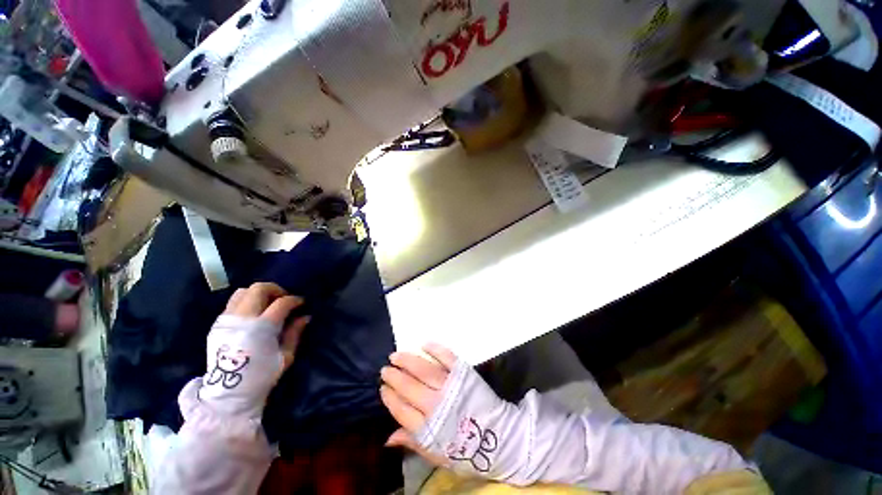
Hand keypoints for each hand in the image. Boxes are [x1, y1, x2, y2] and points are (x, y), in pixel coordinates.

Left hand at [199, 282, 309, 417]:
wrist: (227, 394)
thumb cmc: (261, 376)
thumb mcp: (285, 356)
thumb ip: (295, 333)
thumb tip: (305, 316)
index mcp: (262, 328)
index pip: (281, 303)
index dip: (294, 300)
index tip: (301, 303)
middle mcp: (243, 319)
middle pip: (259, 289)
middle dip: (276, 290)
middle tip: (283, 299)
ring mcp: (227, 320)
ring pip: (243, 291)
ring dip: (259, 294)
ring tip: (267, 304)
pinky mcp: (217, 325)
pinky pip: (233, 302)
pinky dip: (246, 301)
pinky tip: (253, 314)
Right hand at [381, 344, 521, 479]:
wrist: (497, 438)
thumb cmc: (465, 449)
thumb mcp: (436, 454)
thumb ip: (412, 442)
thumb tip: (387, 438)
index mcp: (428, 428)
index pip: (401, 409)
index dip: (390, 397)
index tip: (383, 388)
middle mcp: (437, 405)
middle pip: (409, 387)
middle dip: (394, 376)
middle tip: (385, 368)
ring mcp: (451, 386)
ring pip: (424, 370)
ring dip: (408, 360)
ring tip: (396, 355)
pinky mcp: (463, 374)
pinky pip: (447, 358)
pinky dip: (435, 349)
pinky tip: (424, 344)